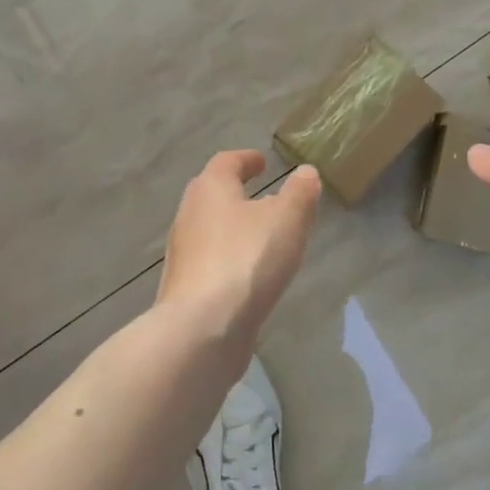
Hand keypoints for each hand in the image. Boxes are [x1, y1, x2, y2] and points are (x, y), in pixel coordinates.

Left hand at [158, 152, 321, 348]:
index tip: (262, 162)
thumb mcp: (287, 219)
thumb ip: (299, 193)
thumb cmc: (247, 260)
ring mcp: (183, 254)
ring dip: (232, 227)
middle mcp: (189, 215)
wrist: (202, 329)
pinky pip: (210, 261)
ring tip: (262, 236)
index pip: (226, 162)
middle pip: (212, 194)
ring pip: (210, 229)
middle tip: (262, 194)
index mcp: (211, 188)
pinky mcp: (184, 288)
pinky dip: (229, 258)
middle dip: (235, 191)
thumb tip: (305, 172)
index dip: (246, 160)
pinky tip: (249, 274)